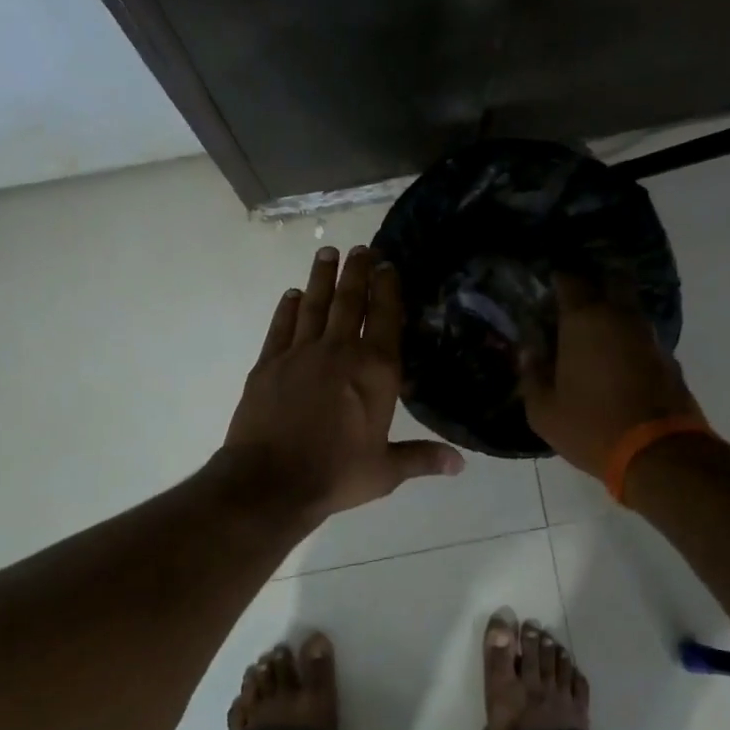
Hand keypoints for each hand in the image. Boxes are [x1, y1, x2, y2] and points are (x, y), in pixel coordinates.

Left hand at [219, 245, 463, 522]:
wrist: (270, 482)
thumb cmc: (335, 475)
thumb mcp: (385, 471)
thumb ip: (421, 458)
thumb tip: (460, 464)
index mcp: (375, 371)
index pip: (386, 319)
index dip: (387, 288)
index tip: (387, 264)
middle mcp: (340, 352)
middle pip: (350, 301)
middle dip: (357, 271)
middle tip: (360, 247)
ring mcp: (301, 353)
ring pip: (314, 305)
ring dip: (322, 278)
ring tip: (328, 253)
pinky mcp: (269, 363)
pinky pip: (281, 326)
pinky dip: (288, 308)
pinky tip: (292, 294)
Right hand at [520, 275, 704, 476]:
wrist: (659, 453)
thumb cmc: (591, 426)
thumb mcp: (544, 410)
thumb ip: (532, 374)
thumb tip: (529, 351)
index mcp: (584, 320)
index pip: (569, 279)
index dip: (556, 279)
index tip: (545, 290)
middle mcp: (620, 316)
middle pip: (610, 280)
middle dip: (593, 285)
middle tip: (573, 305)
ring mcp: (648, 335)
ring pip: (628, 309)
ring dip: (612, 314)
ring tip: (592, 336)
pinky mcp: (667, 357)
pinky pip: (641, 336)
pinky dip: (627, 340)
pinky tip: (615, 361)